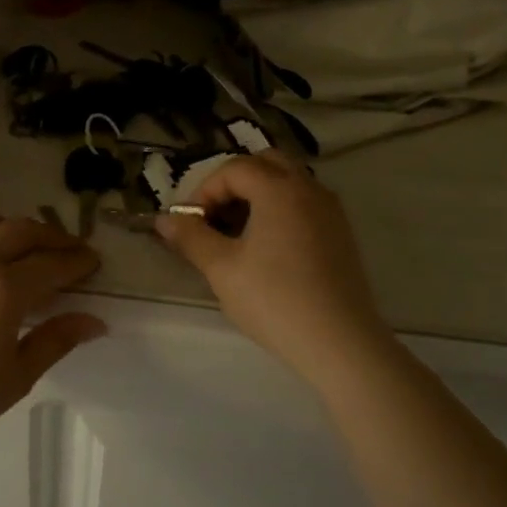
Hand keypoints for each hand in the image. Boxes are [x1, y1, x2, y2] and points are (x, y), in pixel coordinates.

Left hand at [0, 208, 105, 454]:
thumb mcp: (16, 376)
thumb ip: (56, 340)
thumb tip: (94, 321)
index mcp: (3, 289)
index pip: (53, 263)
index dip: (78, 261)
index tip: (94, 263)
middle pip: (23, 230)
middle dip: (54, 238)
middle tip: (71, 252)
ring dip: (14, 227)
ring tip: (26, 248)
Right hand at [157, 152, 387, 389]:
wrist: (340, 342)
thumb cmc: (274, 300)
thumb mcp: (222, 269)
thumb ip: (191, 237)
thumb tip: (164, 220)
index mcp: (279, 189)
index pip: (233, 169)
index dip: (205, 191)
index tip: (191, 224)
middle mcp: (309, 188)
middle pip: (265, 164)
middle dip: (234, 184)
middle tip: (215, 218)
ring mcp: (331, 210)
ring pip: (288, 183)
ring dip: (258, 196)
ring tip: (238, 235)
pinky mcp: (342, 234)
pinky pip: (305, 204)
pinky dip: (281, 211)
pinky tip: (268, 250)